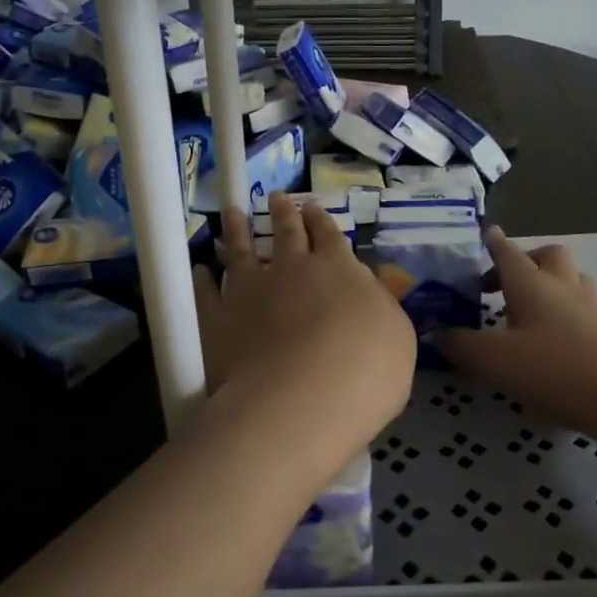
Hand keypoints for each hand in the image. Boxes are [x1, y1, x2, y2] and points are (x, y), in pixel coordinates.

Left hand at [193, 193, 416, 484]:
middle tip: (277, 196)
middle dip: (283, 213)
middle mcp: (292, 270)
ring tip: (231, 212)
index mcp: (338, 269)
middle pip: (286, 234)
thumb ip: (380, 307)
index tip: (312, 207)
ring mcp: (250, 290)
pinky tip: (200, 270)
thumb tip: (367, 289)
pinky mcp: (217, 318)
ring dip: (237, 230)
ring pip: (241, 250)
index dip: (321, 221)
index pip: (330, 236)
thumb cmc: (365, 372)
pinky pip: (206, 292)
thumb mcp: (397, 336)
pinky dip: (202, 279)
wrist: (302, 400)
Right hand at [437, 227, 596, 491]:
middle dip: (525, 259)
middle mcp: (560, 287)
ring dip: (550, 283)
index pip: (507, 252)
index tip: (485, 233)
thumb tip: (436, 332)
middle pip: (547, 256)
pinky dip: (565, 311)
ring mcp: (588, 308)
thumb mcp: (493, 359)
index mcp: (530, 284)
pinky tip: (552, 337)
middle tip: (503, 281)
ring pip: (571, 278)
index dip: (493, 242)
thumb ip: (460, 344)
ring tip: (528, 307)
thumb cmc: (552, 368)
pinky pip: (582, 307)